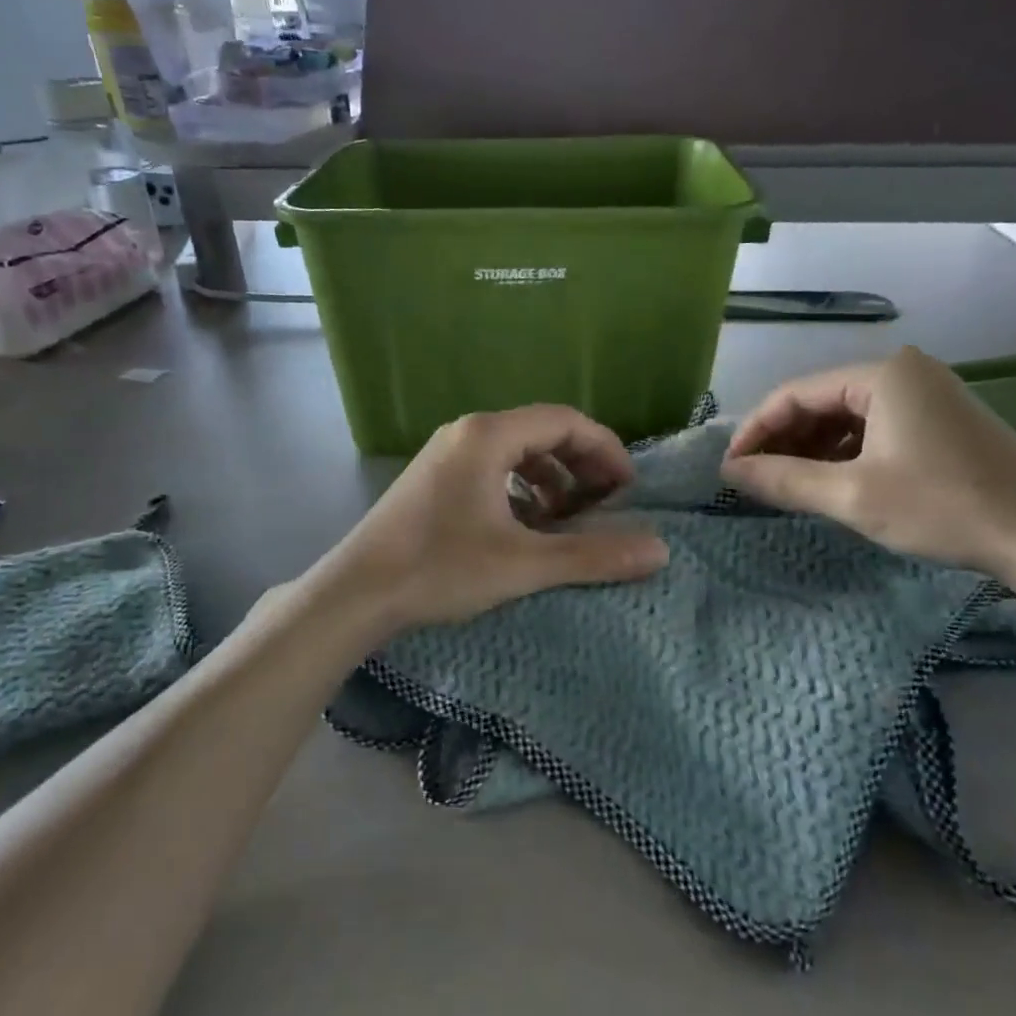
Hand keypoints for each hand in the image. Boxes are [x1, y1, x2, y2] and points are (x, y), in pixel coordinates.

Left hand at [318, 405, 669, 631]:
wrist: (355, 593)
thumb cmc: (439, 568)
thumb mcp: (523, 564)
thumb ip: (592, 555)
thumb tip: (660, 550)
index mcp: (488, 435)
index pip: (566, 421)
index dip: (606, 450)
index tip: (629, 490)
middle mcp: (467, 432)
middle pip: (542, 433)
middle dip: (581, 466)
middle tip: (607, 505)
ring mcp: (446, 455)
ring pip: (516, 454)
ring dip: (552, 482)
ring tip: (570, 521)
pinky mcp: (434, 480)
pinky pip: (493, 472)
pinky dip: (522, 493)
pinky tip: (528, 529)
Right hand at [719, 346, 1015, 580]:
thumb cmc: (944, 507)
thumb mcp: (853, 496)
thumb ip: (784, 480)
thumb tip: (729, 472)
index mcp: (882, 374)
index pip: (795, 393)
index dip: (755, 431)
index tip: (729, 468)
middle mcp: (904, 371)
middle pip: (821, 401)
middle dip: (783, 440)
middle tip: (754, 480)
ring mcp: (928, 394)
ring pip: (847, 416)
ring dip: (812, 449)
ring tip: (786, 485)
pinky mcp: (942, 420)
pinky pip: (875, 428)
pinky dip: (845, 453)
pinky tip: (831, 481)